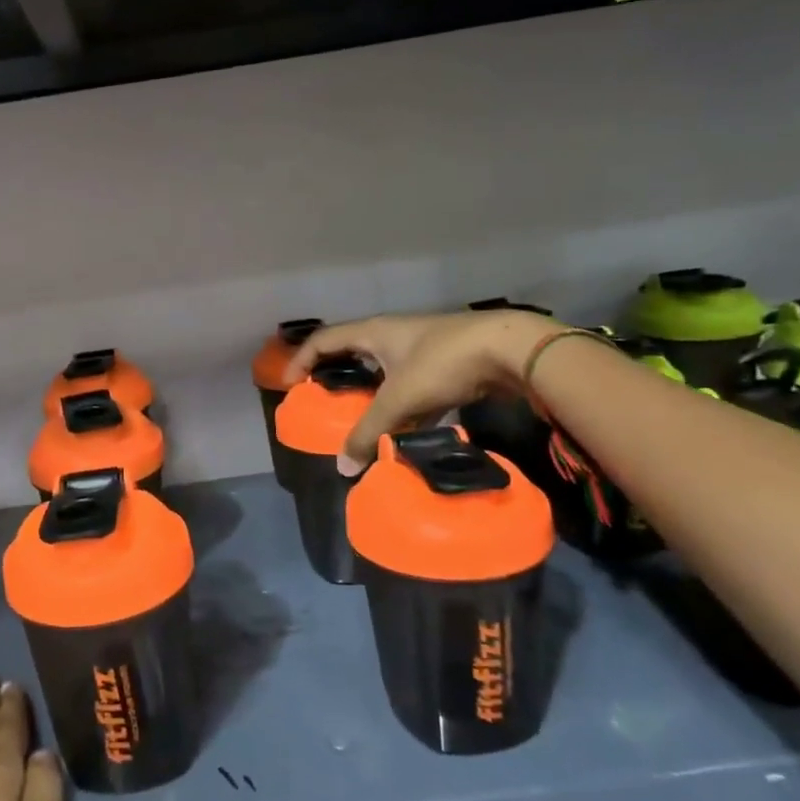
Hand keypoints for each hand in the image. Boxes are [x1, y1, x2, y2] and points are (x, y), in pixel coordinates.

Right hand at [286, 309, 562, 464]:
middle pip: (351, 351)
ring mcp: (421, 348)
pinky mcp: (446, 364)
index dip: (301, 360)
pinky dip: (399, 404)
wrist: (511, 350)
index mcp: (373, 333)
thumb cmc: (443, 364)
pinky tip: (402, 426)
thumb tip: (343, 467)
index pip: (323, 341)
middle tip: (320, 399)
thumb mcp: (400, 400)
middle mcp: (392, 335)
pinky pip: (409, 384)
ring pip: (383, 369)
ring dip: (368, 391)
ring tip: (358, 417)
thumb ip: (370, 433)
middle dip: (333, 374)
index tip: (288, 385)